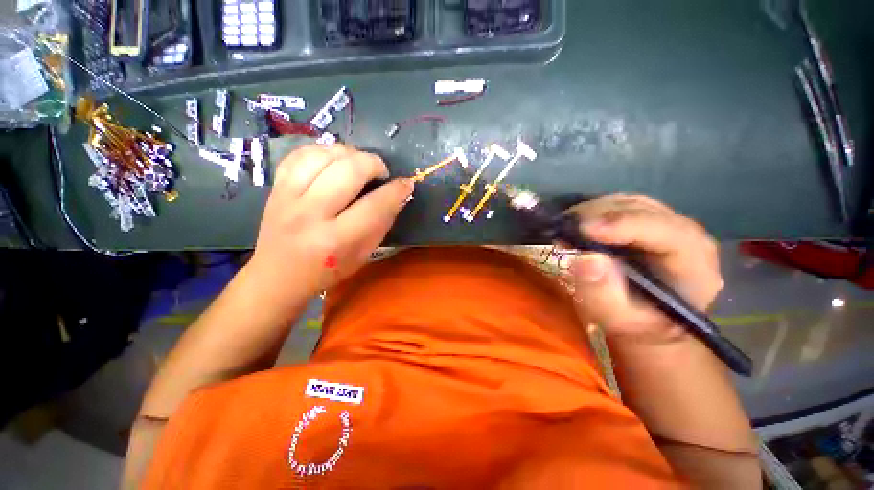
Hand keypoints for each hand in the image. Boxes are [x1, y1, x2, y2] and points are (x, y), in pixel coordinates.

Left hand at [246, 145, 413, 302]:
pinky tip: (334, 160)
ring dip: (350, 153)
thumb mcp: (363, 255)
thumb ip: (382, 224)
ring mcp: (288, 197)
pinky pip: (301, 154)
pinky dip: (323, 151)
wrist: (278, 275)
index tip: (406, 184)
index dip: (396, 190)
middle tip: (381, 173)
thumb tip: (398, 195)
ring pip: (324, 155)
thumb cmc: (327, 271)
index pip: (375, 205)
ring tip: (359, 164)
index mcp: (336, 239)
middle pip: (349, 170)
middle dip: (374, 164)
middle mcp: (311, 214)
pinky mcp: (276, 187)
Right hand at [566, 194, 722, 342]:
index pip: (666, 231)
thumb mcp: (617, 318)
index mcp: (693, 260)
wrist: (647, 318)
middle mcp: (683, 231)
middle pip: (641, 209)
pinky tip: (574, 225)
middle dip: (599, 215)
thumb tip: (586, 259)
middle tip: (564, 229)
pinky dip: (591, 212)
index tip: (584, 229)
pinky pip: (616, 205)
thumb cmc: (636, 322)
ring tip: (565, 228)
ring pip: (626, 203)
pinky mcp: (642, 218)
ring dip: (592, 212)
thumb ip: (603, 293)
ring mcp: (662, 221)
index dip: (625, 225)